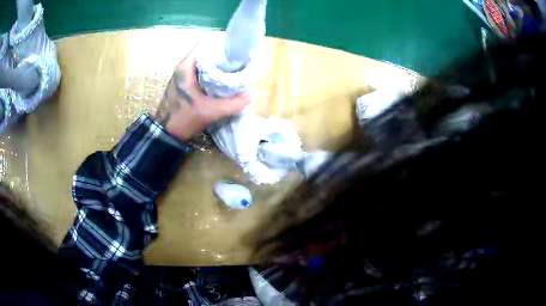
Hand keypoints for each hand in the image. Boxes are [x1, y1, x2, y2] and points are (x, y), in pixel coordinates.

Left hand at [154, 44, 250, 140]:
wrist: (167, 133)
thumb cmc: (185, 119)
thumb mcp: (212, 112)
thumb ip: (233, 103)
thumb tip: (250, 95)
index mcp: (185, 67)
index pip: (204, 45)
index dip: (220, 47)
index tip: (234, 55)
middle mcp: (181, 67)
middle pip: (204, 54)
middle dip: (220, 58)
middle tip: (235, 65)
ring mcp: (180, 76)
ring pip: (201, 64)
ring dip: (214, 67)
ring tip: (229, 73)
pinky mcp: (181, 84)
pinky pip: (197, 73)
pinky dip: (208, 75)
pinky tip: (217, 83)